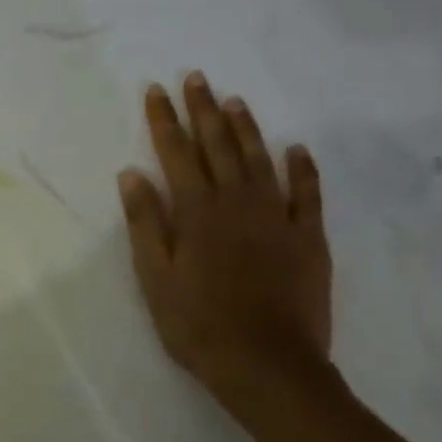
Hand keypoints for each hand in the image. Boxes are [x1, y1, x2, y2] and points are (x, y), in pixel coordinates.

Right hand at [118, 71, 331, 415]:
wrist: (267, 364)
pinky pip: (308, 192)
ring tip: (234, 100)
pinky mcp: (308, 237)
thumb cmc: (197, 324)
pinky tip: (296, 149)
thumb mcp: (155, 277)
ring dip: (246, 128)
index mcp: (196, 212)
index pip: (176, 154)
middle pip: (219, 146)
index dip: (164, 121)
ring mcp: (278, 217)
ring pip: (261, 160)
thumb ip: (145, 223)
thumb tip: (132, 174)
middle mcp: (238, 203)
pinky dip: (302, 168)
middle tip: (196, 78)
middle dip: (204, 110)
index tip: (155, 90)